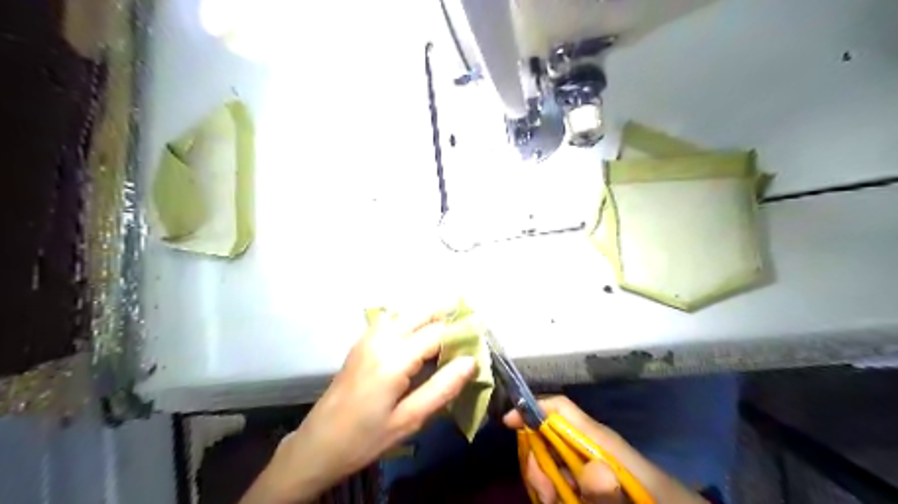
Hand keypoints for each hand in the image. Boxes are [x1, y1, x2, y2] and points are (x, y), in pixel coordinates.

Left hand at [242, 314, 472, 501]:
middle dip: (447, 313)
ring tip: (450, 329)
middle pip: (421, 312)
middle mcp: (381, 339)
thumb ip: (442, 388)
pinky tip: (420, 334)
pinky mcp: (361, 342)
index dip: (461, 332)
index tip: (481, 337)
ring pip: (406, 312)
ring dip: (429, 315)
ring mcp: (368, 337)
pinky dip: (412, 319)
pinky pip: (393, 319)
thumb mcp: (409, 421)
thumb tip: (471, 361)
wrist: (317, 444)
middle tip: (469, 325)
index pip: (437, 332)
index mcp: (393, 358)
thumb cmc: (365, 438)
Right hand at [504, 397, 699, 503]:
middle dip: (535, 458)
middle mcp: (588, 447)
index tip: (508, 422)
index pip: (560, 409)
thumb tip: (592, 471)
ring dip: (543, 481)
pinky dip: (552, 491)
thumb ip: (612, 494)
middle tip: (544, 491)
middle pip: (546, 436)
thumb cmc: (658, 499)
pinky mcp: (587, 482)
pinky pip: (558, 480)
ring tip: (553, 500)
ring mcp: (586, 466)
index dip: (532, 408)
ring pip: (548, 461)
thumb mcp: (636, 497)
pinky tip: (558, 501)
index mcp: (599, 439)